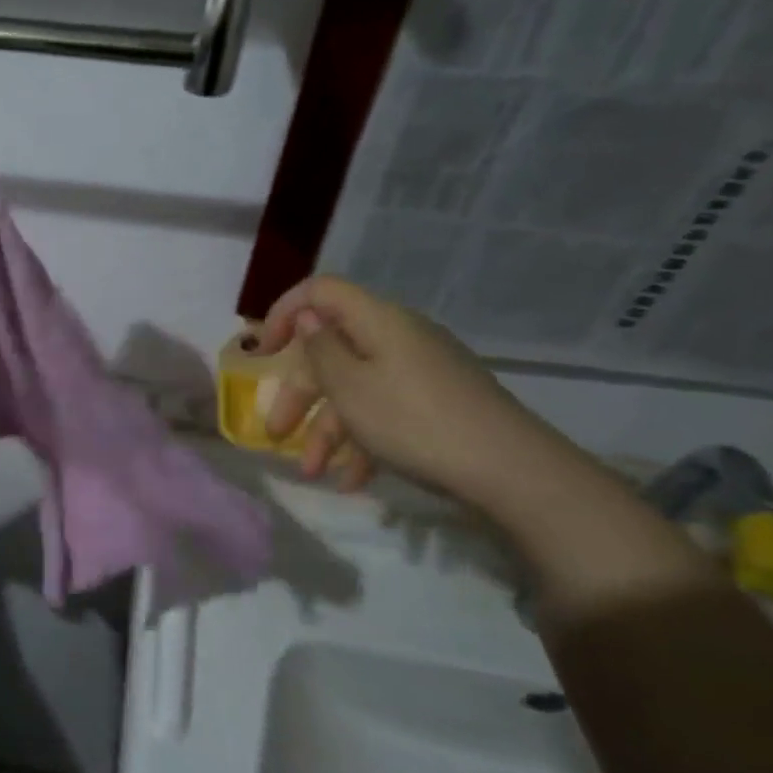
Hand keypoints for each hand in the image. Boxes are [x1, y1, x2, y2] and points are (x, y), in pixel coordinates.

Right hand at [255, 276, 568, 508]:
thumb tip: (307, 316)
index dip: (284, 313)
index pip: (320, 291)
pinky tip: (352, 481)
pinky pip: (384, 411)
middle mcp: (398, 338)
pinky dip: (363, 442)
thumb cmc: (413, 421)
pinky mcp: (435, 402)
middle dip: (300, 396)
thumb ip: (320, 349)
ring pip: (355, 389)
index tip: (263, 352)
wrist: (509, 470)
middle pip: (333, 351)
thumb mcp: (350, 387)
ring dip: (327, 431)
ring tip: (312, 474)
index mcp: (377, 321)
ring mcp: (420, 371)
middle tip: (275, 434)